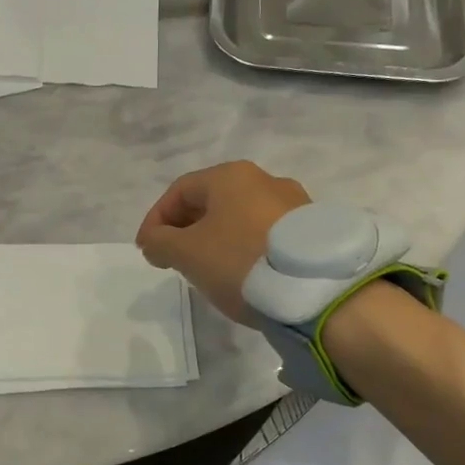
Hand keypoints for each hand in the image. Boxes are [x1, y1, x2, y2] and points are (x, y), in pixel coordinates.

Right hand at [135, 161, 309, 322]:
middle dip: (185, 229)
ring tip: (207, 270)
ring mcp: (295, 203)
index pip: (179, 191)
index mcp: (230, 176)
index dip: (156, 219)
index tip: (147, 251)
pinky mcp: (313, 230)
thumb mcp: (187, 253)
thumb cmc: (241, 260)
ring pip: (239, 218)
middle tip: (173, 259)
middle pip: (211, 202)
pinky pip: (265, 234)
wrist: (317, 289)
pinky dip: (245, 248)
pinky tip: (243, 273)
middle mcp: (264, 180)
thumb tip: (154, 242)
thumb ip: (160, 243)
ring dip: (216, 239)